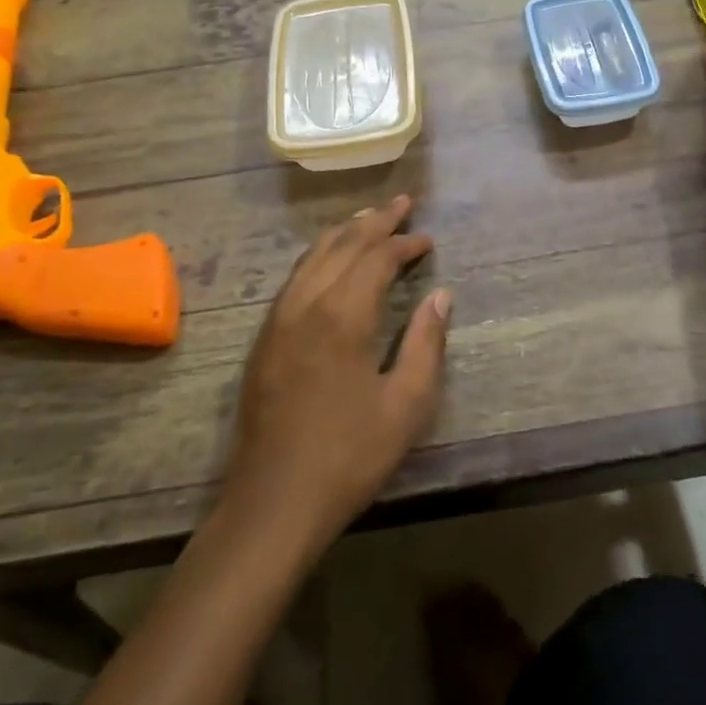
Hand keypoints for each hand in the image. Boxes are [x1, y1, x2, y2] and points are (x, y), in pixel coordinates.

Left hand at [223, 194, 451, 548]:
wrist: (274, 502)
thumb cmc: (349, 455)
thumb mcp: (406, 405)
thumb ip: (426, 343)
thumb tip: (440, 296)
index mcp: (342, 315)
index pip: (376, 258)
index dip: (405, 243)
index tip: (428, 240)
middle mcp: (306, 303)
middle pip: (342, 245)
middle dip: (374, 221)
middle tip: (401, 203)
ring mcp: (279, 319)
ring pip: (312, 256)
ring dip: (344, 233)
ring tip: (368, 219)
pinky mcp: (265, 338)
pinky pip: (295, 277)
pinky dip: (319, 256)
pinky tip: (330, 262)